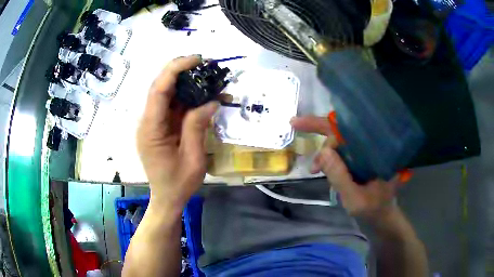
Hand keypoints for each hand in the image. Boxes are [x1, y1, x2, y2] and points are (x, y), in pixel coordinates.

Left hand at [137, 55, 217, 208]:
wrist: (167, 198)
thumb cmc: (178, 183)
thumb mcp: (193, 158)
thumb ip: (198, 126)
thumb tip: (211, 100)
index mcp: (151, 129)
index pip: (159, 90)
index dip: (176, 70)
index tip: (197, 60)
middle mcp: (148, 121)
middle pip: (161, 87)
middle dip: (183, 71)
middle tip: (207, 66)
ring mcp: (154, 123)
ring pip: (169, 94)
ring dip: (189, 84)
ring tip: (211, 79)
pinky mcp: (161, 126)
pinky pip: (174, 107)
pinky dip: (190, 99)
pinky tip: (206, 97)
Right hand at [291, 115, 400, 218]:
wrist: (381, 216)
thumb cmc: (373, 209)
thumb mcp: (355, 198)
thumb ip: (340, 177)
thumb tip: (323, 151)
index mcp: (375, 150)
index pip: (349, 130)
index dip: (324, 125)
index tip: (298, 123)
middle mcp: (371, 146)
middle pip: (342, 132)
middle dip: (322, 139)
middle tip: (305, 148)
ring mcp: (365, 152)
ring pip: (339, 142)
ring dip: (324, 153)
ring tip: (314, 170)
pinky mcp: (359, 159)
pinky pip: (340, 152)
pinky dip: (327, 159)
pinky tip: (320, 169)